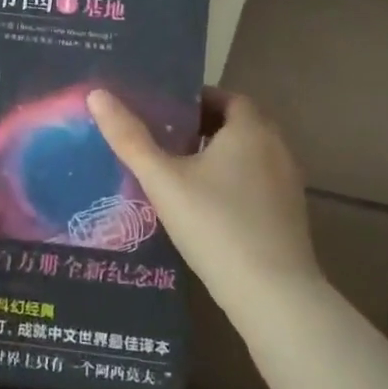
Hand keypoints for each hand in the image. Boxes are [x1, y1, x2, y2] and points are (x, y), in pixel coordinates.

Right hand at [88, 87, 318, 319]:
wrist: (271, 293)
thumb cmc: (214, 224)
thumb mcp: (163, 180)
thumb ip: (129, 138)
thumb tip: (96, 95)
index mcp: (250, 130)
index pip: (227, 97)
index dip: (196, 100)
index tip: (165, 112)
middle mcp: (276, 148)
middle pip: (239, 125)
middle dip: (204, 127)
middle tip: (165, 140)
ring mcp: (288, 183)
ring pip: (250, 156)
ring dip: (220, 156)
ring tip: (180, 172)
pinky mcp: (291, 215)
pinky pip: (258, 183)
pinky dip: (235, 183)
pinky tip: (207, 208)